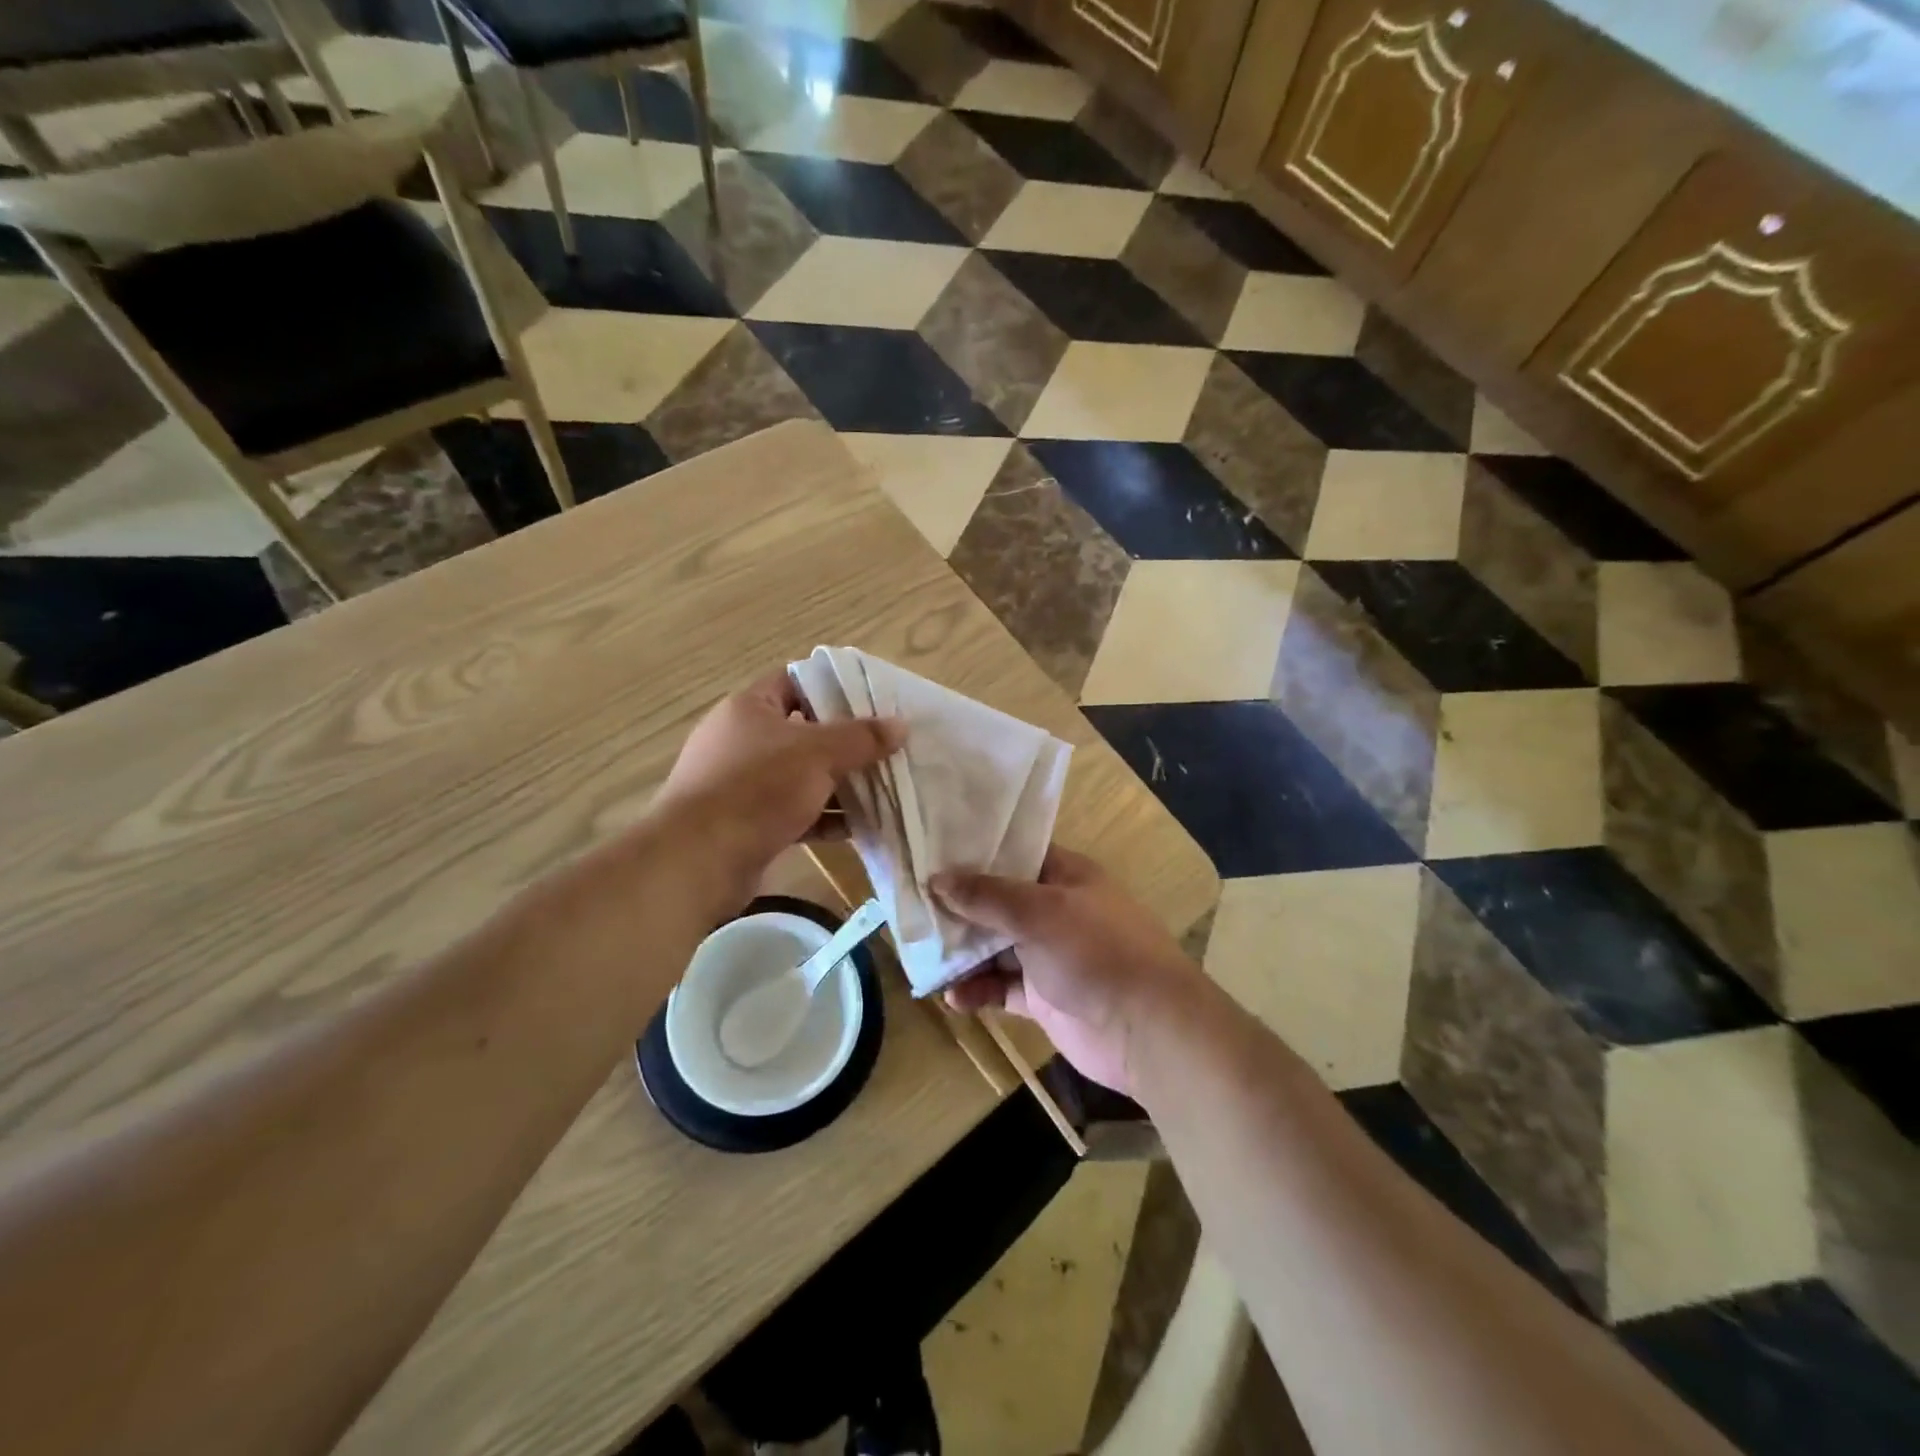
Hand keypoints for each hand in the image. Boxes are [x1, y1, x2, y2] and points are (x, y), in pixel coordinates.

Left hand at [654, 668, 902, 910]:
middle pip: (803, 732)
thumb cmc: (758, 788)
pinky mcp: (747, 822)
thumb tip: (900, 725)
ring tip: (882, 789)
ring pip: (801, 776)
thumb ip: (861, 738)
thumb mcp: (817, 754)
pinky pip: (794, 811)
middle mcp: (742, 740)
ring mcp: (742, 784)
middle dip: (845, 743)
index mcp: (749, 708)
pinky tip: (858, 827)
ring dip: (839, 784)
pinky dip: (823, 817)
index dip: (833, 688)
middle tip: (886, 749)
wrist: (699, 859)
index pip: (794, 682)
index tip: (872, 701)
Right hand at [931, 847, 1204, 1097]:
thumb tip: (937, 878)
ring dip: (963, 954)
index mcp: (1065, 876)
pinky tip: (954, 998)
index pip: (1014, 854)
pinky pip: (1002, 987)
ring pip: (996, 947)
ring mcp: (1050, 955)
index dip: (975, 854)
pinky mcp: (1044, 997)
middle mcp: (1056, 911)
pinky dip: (978, 991)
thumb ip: (987, 896)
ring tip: (925, 957)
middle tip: (913, 908)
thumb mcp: (1039, 912)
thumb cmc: (1096, 952)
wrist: (1148, 1030)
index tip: (932, 853)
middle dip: (959, 907)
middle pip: (998, 902)